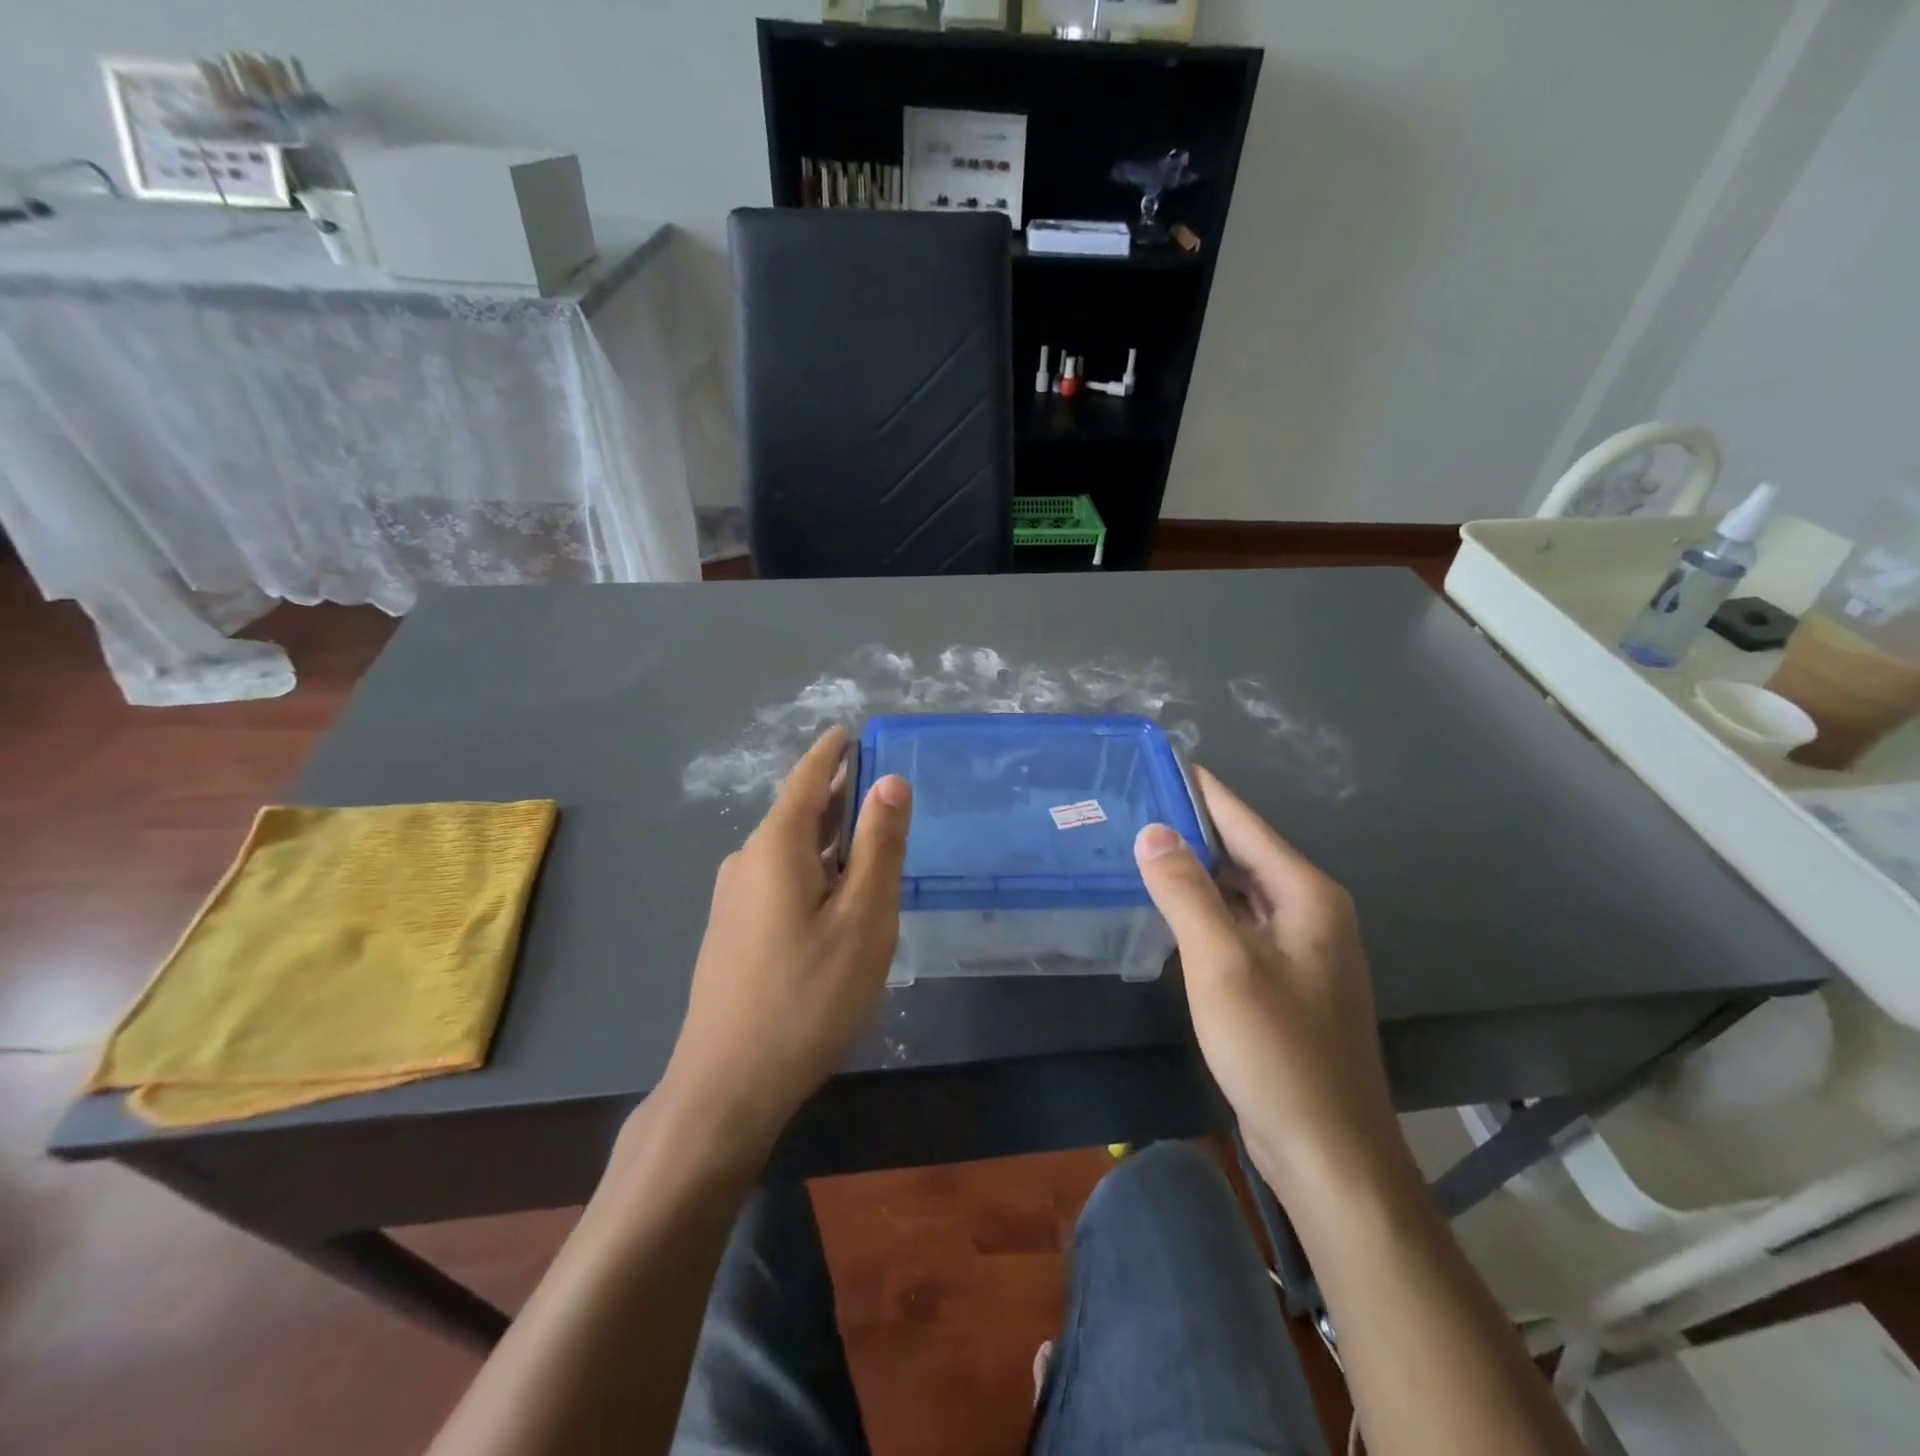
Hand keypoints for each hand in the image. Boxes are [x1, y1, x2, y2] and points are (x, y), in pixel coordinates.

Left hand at [656, 726, 911, 1168]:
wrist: (728, 1083)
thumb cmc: (808, 995)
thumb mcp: (863, 919)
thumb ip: (878, 847)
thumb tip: (891, 782)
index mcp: (776, 847)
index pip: (806, 780)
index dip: (829, 753)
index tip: (848, 731)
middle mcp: (746, 862)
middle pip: (796, 812)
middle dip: (833, 793)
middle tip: (872, 780)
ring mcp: (733, 900)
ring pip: (787, 849)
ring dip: (824, 833)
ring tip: (861, 830)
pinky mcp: (732, 932)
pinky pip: (777, 877)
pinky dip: (810, 865)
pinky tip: (831, 890)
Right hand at [1134, 768, 1407, 1202]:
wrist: (1327, 1151)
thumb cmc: (1277, 1049)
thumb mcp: (1222, 963)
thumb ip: (1185, 891)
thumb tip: (1152, 830)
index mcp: (1306, 894)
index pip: (1244, 822)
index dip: (1199, 790)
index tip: (1155, 762)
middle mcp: (1309, 910)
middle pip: (1241, 852)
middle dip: (1188, 828)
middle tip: (1129, 806)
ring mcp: (1298, 948)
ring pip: (1237, 890)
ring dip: (1193, 870)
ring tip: (1136, 847)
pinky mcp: (1283, 979)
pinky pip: (1237, 925)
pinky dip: (1202, 909)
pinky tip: (1165, 908)